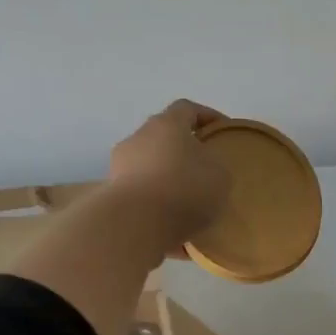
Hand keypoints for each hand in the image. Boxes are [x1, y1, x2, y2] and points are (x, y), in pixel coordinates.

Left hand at [107, 99, 232, 253]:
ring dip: (169, 179)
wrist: (136, 224)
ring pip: (151, 166)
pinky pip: (142, 194)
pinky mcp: (113, 194)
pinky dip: (156, 204)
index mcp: (167, 124)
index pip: (187, 108)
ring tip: (189, 203)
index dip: (207, 116)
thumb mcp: (220, 176)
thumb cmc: (184, 189)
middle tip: (205, 168)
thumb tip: (204, 168)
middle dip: (185, 149)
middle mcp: (139, 137)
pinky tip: (173, 226)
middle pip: (165, 136)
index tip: (222, 130)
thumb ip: (215, 165)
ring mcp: (121, 165)